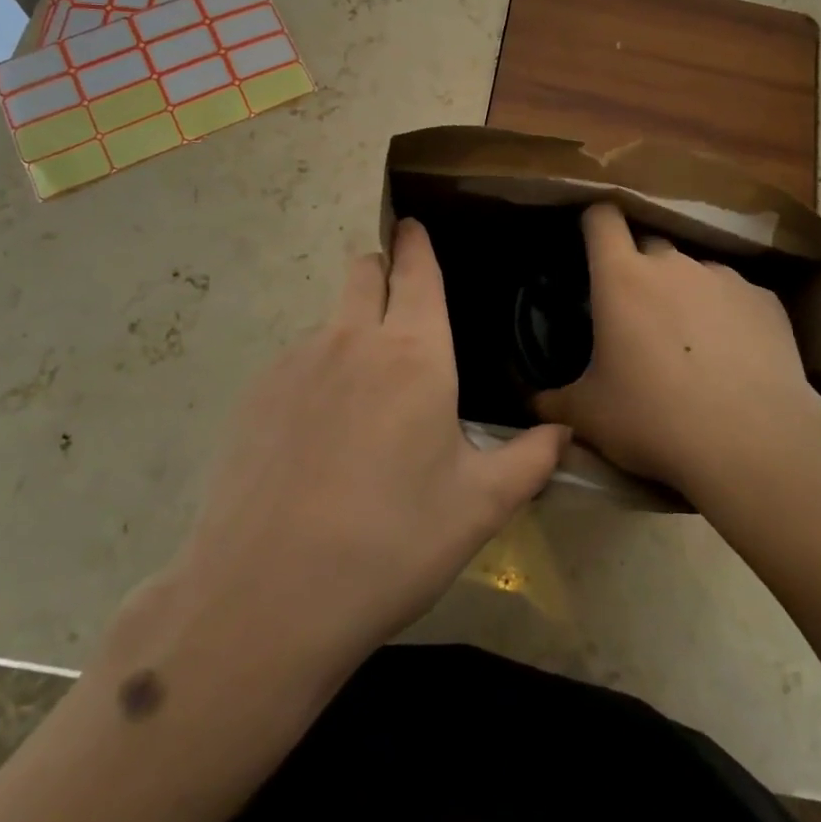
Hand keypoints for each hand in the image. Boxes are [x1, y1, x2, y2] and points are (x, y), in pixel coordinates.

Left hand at [159, 219, 569, 683]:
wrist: (266, 596)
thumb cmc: (391, 543)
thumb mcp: (477, 507)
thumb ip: (529, 461)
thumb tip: (565, 434)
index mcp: (414, 353)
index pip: (417, 269)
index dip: (417, 242)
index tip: (414, 225)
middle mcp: (353, 339)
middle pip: (364, 270)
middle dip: (383, 270)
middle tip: (400, 307)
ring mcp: (296, 362)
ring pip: (330, 317)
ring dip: (350, 330)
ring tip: (362, 398)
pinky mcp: (255, 394)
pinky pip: (296, 360)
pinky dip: (315, 373)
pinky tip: (316, 437)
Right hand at [533, 203, 820, 500]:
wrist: (752, 442)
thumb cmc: (654, 419)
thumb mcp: (590, 417)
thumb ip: (555, 402)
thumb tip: (534, 405)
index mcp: (622, 277)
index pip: (602, 218)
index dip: (595, 223)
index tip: (593, 244)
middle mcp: (673, 264)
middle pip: (650, 246)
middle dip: (640, 271)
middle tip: (639, 316)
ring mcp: (723, 278)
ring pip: (695, 272)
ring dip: (687, 295)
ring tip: (693, 345)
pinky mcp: (765, 300)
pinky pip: (737, 297)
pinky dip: (729, 316)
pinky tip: (735, 358)